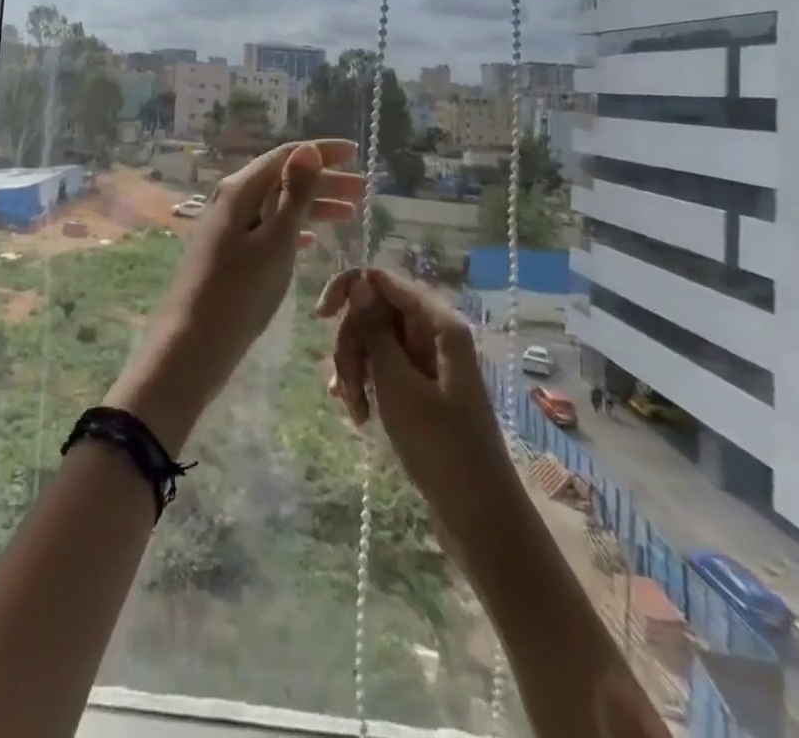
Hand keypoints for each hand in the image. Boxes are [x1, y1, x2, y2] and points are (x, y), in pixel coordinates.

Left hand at [107, 140, 360, 452]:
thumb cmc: (239, 292)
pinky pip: (267, 228)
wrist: (193, 343)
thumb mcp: (275, 241)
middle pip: (283, 179)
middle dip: (324, 181)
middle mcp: (231, 200)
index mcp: (240, 190)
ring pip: (277, 205)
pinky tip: (312, 240)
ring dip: (313, 206)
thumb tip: (308, 149)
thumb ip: (294, 195)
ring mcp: (228, 227)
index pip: (286, 156)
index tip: (356, 152)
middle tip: (364, 190)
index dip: (322, 152)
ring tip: (350, 214)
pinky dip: (293, 229)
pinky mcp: (229, 252)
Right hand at [315, 267, 511, 518]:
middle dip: (352, 344)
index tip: (320, 317)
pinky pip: (382, 366)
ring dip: (355, 369)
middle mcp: (433, 333)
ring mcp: (427, 361)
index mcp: (438, 324)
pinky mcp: (421, 386)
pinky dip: (365, 383)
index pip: (382, 280)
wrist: (479, 517)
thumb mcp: (398, 385)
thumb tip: (359, 280)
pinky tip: (355, 412)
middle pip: (374, 311)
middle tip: (345, 385)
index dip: (348, 290)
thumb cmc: (441, 448)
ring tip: (352, 409)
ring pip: (374, 340)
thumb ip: (375, 329)